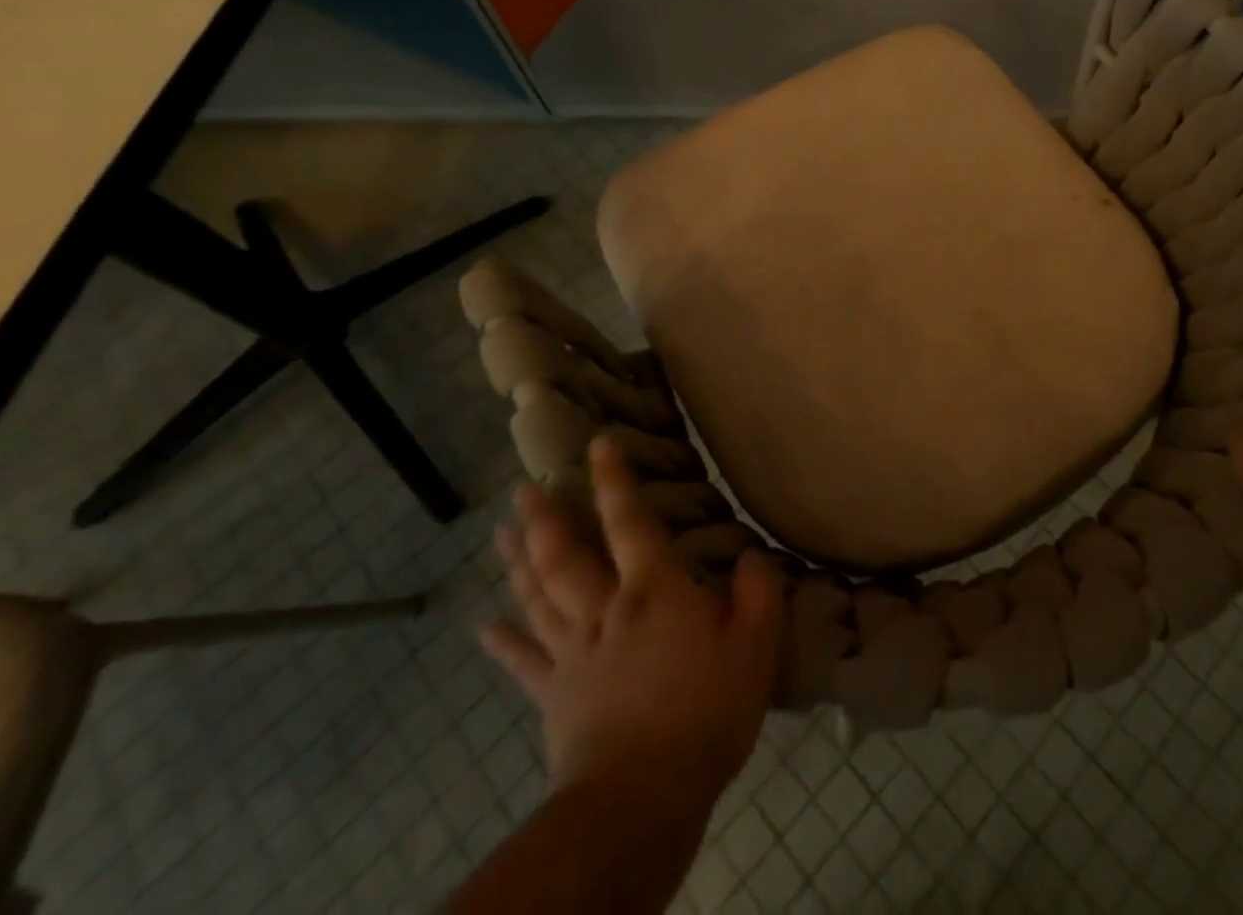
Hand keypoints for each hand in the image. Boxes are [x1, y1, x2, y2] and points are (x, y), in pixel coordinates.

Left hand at [480, 437, 785, 805]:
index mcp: (652, 590)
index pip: (629, 521)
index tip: (597, 444)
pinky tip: (484, 627)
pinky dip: (503, 642)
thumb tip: (751, 555)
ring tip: (500, 532)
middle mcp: (604, 609)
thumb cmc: (705, 711)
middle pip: (565, 555)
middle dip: (545, 517)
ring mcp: (572, 653)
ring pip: (538, 596)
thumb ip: (758, 592)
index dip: (613, 480)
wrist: (641, 799)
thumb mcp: (755, 645)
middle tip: (522, 487)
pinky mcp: (553, 696)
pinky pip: (524, 663)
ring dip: (518, 561)